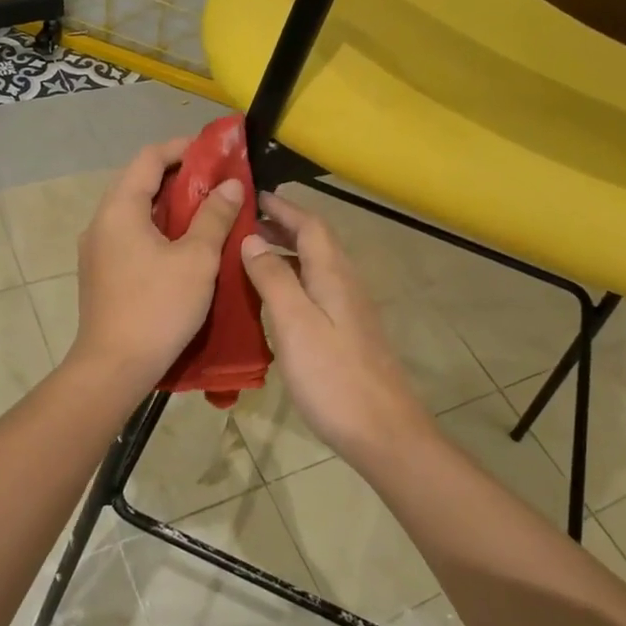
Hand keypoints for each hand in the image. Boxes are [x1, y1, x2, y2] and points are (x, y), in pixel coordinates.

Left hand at [70, 138, 245, 393]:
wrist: (114, 368)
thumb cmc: (158, 307)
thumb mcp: (197, 259)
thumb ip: (215, 217)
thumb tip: (232, 184)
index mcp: (120, 209)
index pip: (149, 158)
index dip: (183, 148)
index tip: (215, 153)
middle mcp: (101, 222)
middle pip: (140, 183)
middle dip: (181, 178)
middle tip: (219, 183)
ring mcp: (98, 249)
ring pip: (137, 212)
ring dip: (171, 207)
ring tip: (209, 212)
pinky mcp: (102, 273)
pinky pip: (132, 236)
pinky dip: (159, 231)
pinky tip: (186, 246)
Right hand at [239, 191, 433, 464]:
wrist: (382, 430)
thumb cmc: (333, 376)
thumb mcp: (295, 323)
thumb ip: (274, 278)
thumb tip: (253, 239)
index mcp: (333, 274)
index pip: (309, 224)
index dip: (282, 207)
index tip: (251, 195)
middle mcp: (345, 283)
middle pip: (314, 242)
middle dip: (282, 226)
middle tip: (243, 222)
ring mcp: (348, 309)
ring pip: (315, 266)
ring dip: (285, 253)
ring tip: (248, 255)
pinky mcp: (347, 333)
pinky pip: (315, 290)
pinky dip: (291, 281)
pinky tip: (271, 299)